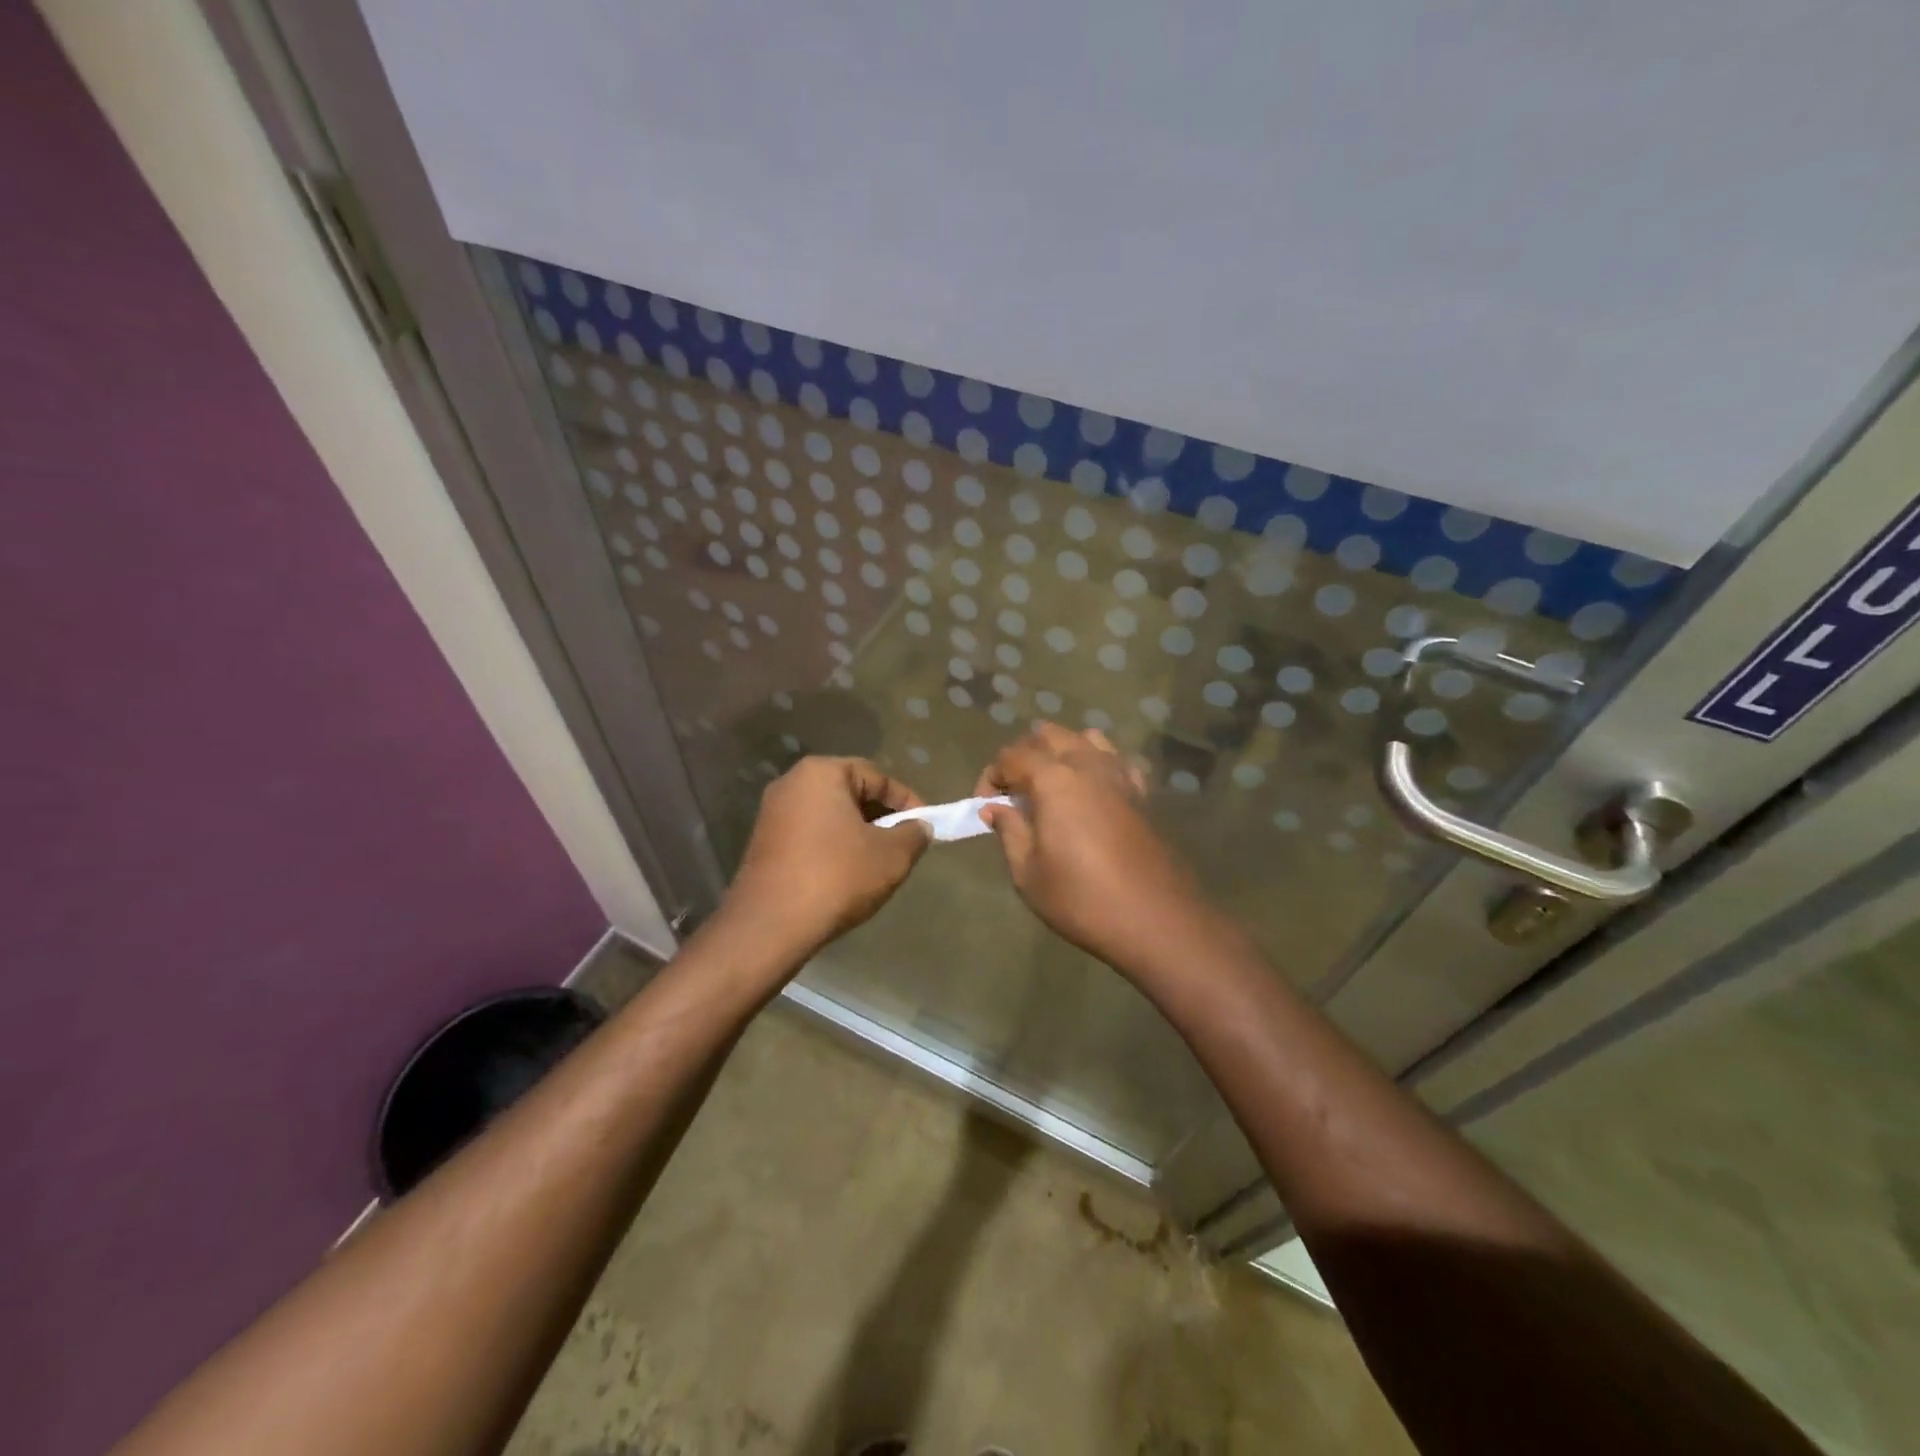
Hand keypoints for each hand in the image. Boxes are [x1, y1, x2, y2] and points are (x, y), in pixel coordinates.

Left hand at [719, 756, 931, 958]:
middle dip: (881, 816)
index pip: (877, 777)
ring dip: (857, 833)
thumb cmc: (836, 877)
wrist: (770, 926)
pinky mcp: (763, 842)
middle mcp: (791, 783)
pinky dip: (832, 846)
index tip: (925, 826)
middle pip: (850, 792)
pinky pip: (810, 834)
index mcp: (821, 773)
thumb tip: (920, 827)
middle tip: (903, 844)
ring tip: (878, 862)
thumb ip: (914, 834)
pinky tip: (846, 874)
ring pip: (830, 815)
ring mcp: (772, 813)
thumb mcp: (892, 856)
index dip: (907, 801)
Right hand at [975, 724, 1207, 970]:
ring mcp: (1119, 775)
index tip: (985, 808)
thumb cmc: (1082, 899)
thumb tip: (995, 808)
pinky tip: (1091, 792)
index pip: (1011, 756)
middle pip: (1048, 736)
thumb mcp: (1028, 873)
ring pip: (1085, 739)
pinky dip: (1097, 764)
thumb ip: (1009, 831)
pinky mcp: (1142, 792)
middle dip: (1023, 756)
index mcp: (1054, 779)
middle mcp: (1087, 764)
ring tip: (1051, 785)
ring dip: (1061, 752)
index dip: (991, 777)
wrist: (1155, 919)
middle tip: (1013, 794)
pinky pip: (1116, 760)